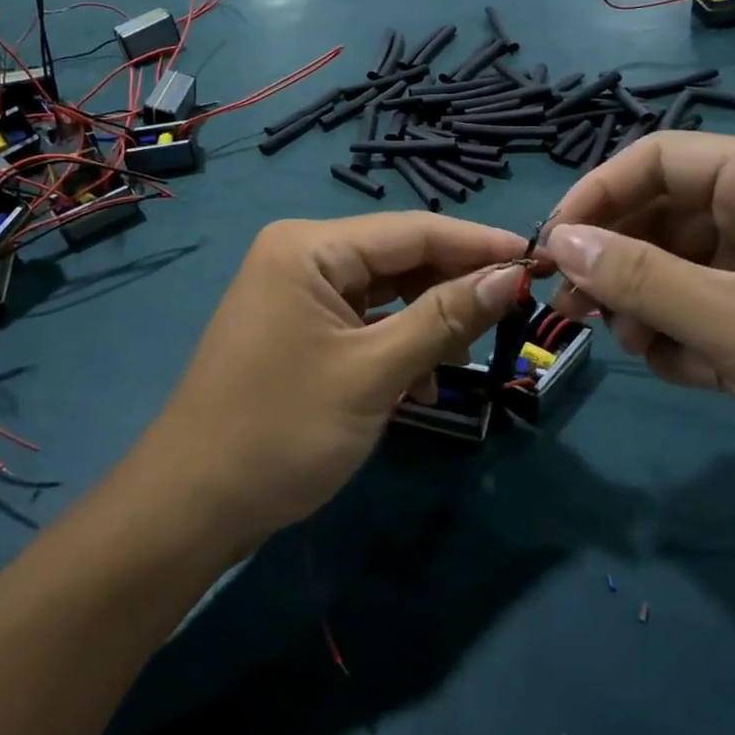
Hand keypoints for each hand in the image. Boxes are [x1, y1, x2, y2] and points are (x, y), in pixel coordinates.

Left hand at [146, 215, 530, 550]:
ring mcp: (294, 290)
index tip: (540, 259)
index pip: (412, 230)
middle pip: (398, 257)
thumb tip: (511, 276)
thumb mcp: (374, 373)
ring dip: (426, 322)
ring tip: (459, 362)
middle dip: (452, 287)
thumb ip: (444, 318)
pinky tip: (420, 384)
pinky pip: (360, 320)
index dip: (478, 245)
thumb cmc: (283, 431)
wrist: (194, 504)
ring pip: (383, 291)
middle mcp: (300, 253)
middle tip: (508, 317)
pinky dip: (395, 344)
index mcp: (310, 246)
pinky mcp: (295, 326)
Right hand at [542, 133, 734, 550]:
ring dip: (649, 304)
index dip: (597, 195)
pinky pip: (715, 308)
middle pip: (668, 213)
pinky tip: (686, 373)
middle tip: (576, 309)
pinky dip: (687, 336)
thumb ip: (638, 277)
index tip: (551, 247)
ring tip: (639, 349)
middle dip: (617, 260)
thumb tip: (559, 240)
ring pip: (685, 266)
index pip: (660, 159)